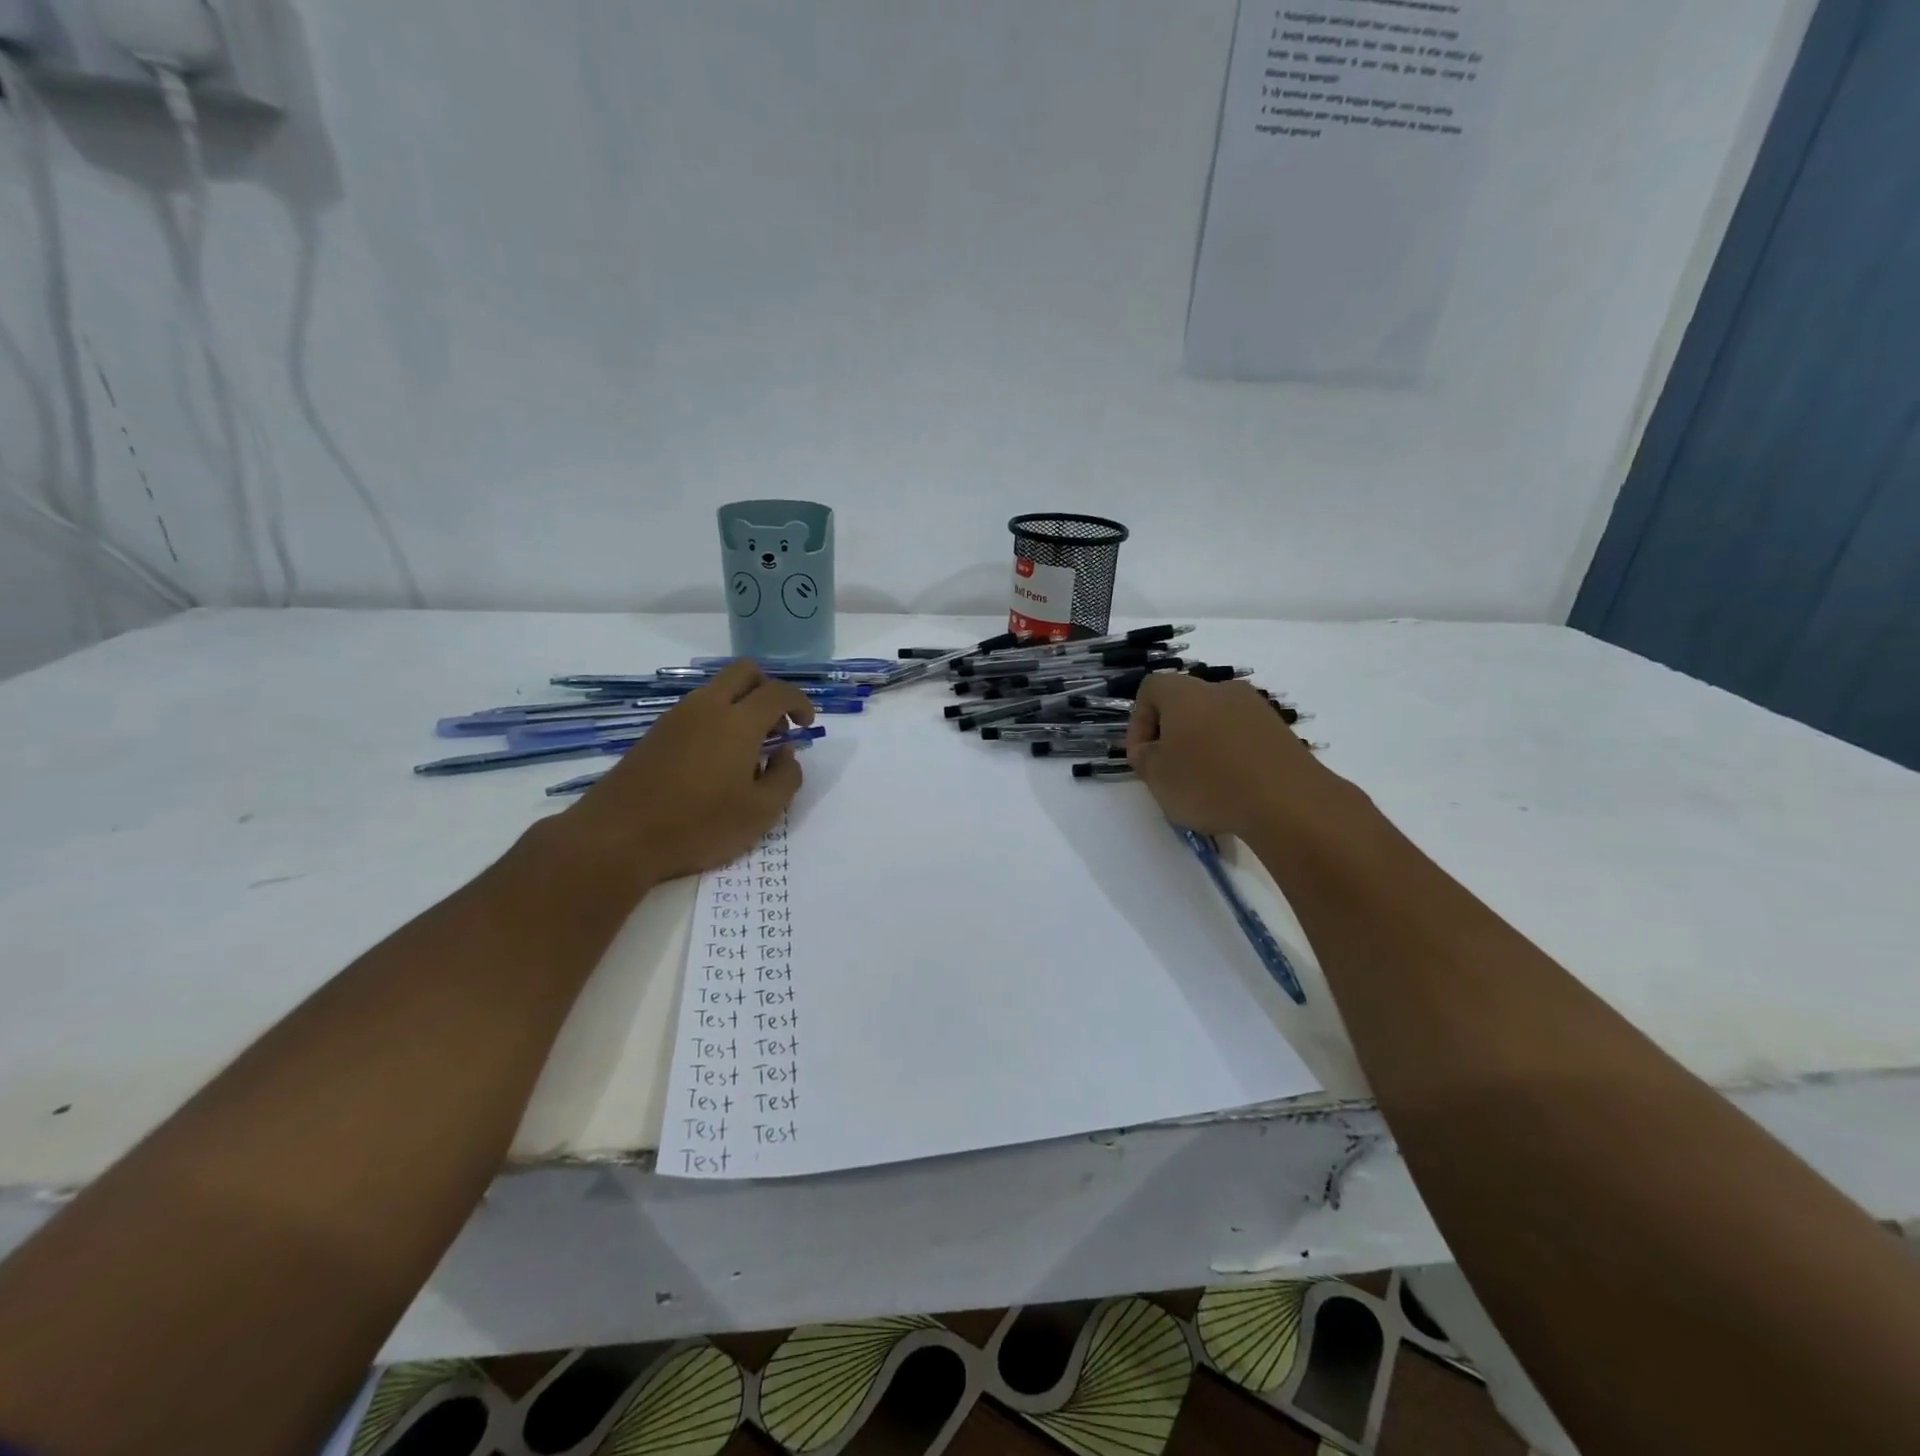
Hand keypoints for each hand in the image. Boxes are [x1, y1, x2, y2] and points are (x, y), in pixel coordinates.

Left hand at [549, 659, 815, 892]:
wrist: (618, 836)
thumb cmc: (698, 825)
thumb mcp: (760, 813)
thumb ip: (785, 778)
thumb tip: (786, 754)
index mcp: (737, 721)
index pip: (778, 692)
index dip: (800, 703)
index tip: (807, 725)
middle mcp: (706, 707)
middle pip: (745, 672)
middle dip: (769, 690)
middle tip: (777, 728)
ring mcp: (676, 717)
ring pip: (718, 689)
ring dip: (742, 706)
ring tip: (748, 753)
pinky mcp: (655, 733)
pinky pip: (697, 710)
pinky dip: (718, 720)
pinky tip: (716, 762)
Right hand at [1127, 673, 1357, 838]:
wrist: (1288, 802)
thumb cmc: (1209, 784)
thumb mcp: (1157, 777)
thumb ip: (1144, 758)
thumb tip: (1151, 749)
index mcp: (1185, 693)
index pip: (1150, 689)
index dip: (1138, 722)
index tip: (1142, 756)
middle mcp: (1221, 689)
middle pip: (1185, 703)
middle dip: (1172, 734)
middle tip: (1168, 770)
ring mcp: (1255, 707)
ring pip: (1215, 719)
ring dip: (1202, 744)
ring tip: (1202, 782)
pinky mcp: (1280, 730)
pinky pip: (1242, 735)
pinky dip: (1231, 754)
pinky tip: (1233, 786)